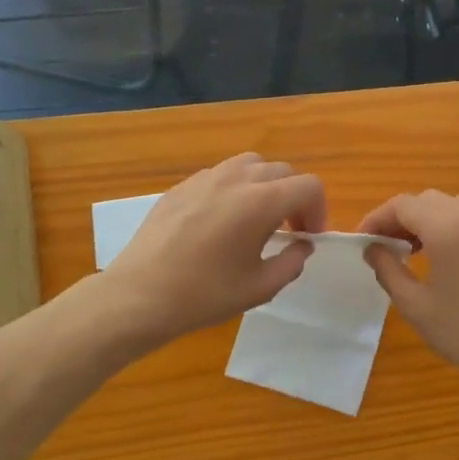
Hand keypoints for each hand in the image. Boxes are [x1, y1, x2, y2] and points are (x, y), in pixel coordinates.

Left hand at [101, 154, 325, 347]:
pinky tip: (222, 222)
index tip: (308, 238)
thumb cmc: (205, 294)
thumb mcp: (260, 288)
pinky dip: (235, 189)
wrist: (140, 295)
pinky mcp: (181, 186)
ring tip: (257, 218)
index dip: (318, 210)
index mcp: (261, 202)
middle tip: (288, 231)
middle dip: (294, 198)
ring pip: (250, 164)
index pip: (308, 186)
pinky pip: (220, 175)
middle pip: (282, 171)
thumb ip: (292, 262)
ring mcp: (204, 178)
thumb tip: (302, 245)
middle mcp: (235, 179)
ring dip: (265, 186)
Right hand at [358, 190, 458, 402]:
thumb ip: (388, 270)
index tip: (362, 241)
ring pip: (451, 206)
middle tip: (383, 246)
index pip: (403, 205)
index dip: (377, 218)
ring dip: (425, 220)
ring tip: (411, 251)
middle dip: (400, 218)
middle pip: (426, 200)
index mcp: (448, 228)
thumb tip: (372, 249)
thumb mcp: (414, 305)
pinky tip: (443, 258)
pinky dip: (449, 227)